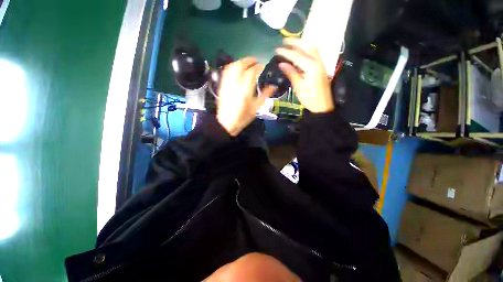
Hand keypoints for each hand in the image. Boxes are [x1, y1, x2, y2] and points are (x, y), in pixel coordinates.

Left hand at [217, 58, 274, 135]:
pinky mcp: (222, 86)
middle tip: (255, 61)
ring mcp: (227, 84)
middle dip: (249, 60)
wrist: (226, 123)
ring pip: (232, 66)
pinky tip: (236, 68)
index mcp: (245, 90)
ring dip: (240, 62)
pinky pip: (226, 71)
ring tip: (247, 63)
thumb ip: (264, 95)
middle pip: (240, 65)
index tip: (263, 66)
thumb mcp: (256, 108)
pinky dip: (232, 67)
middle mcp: (235, 84)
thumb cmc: (242, 117)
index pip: (252, 72)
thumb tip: (273, 86)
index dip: (258, 67)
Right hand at [276, 38, 333, 112]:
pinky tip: (300, 52)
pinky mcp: (321, 67)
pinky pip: (314, 54)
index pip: (297, 56)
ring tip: (292, 44)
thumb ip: (291, 73)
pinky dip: (306, 50)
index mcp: (311, 68)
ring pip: (313, 48)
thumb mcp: (299, 87)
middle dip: (296, 42)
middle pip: (308, 46)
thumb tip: (282, 64)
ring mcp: (321, 64)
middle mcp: (318, 62)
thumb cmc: (309, 98)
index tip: (277, 50)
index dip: (286, 52)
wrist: (322, 106)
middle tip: (285, 41)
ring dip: (302, 44)